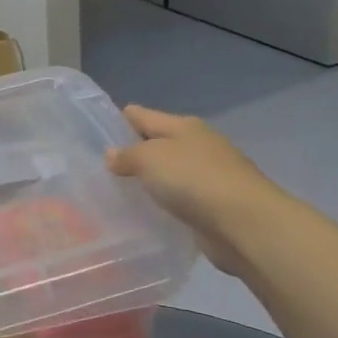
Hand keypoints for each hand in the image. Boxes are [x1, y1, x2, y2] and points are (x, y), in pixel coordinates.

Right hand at [106, 106, 279, 276]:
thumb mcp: (149, 159)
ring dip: (149, 180)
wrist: (244, 222)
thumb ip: (127, 155)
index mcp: (183, 126)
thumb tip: (112, 155)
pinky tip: (145, 212)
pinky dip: (164, 202)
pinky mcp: (213, 205)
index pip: (143, 115)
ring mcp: (208, 176)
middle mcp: (198, 145)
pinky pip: (179, 199)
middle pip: (157, 143)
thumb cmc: (193, 179)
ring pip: (168, 172)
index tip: (94, 131)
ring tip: (116, 191)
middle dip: (132, 152)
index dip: (119, 120)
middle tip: (99, 166)